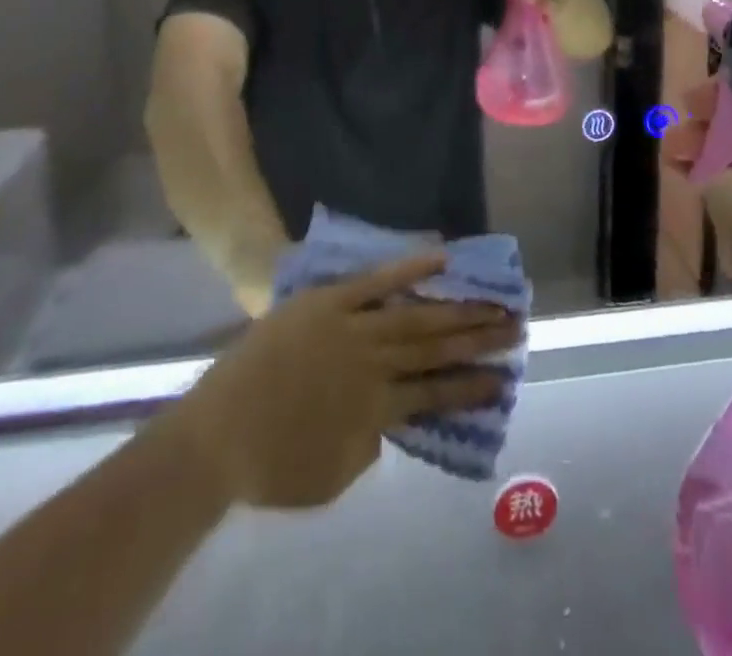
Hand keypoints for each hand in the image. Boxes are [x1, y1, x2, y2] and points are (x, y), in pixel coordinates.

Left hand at [183, 254, 519, 509]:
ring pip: (416, 314)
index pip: (436, 393)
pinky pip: (374, 281)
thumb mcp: (333, 475)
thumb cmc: (270, 465)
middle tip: (517, 325)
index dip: (472, 384)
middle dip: (479, 337)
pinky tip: (441, 256)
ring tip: (494, 299)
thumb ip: (370, 442)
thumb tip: (390, 415)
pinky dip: (408, 268)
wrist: (215, 435)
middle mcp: (373, 364)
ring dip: (458, 307)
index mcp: (376, 409)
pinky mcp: (328, 302)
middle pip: (436, 346)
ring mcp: (352, 327)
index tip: (504, 378)